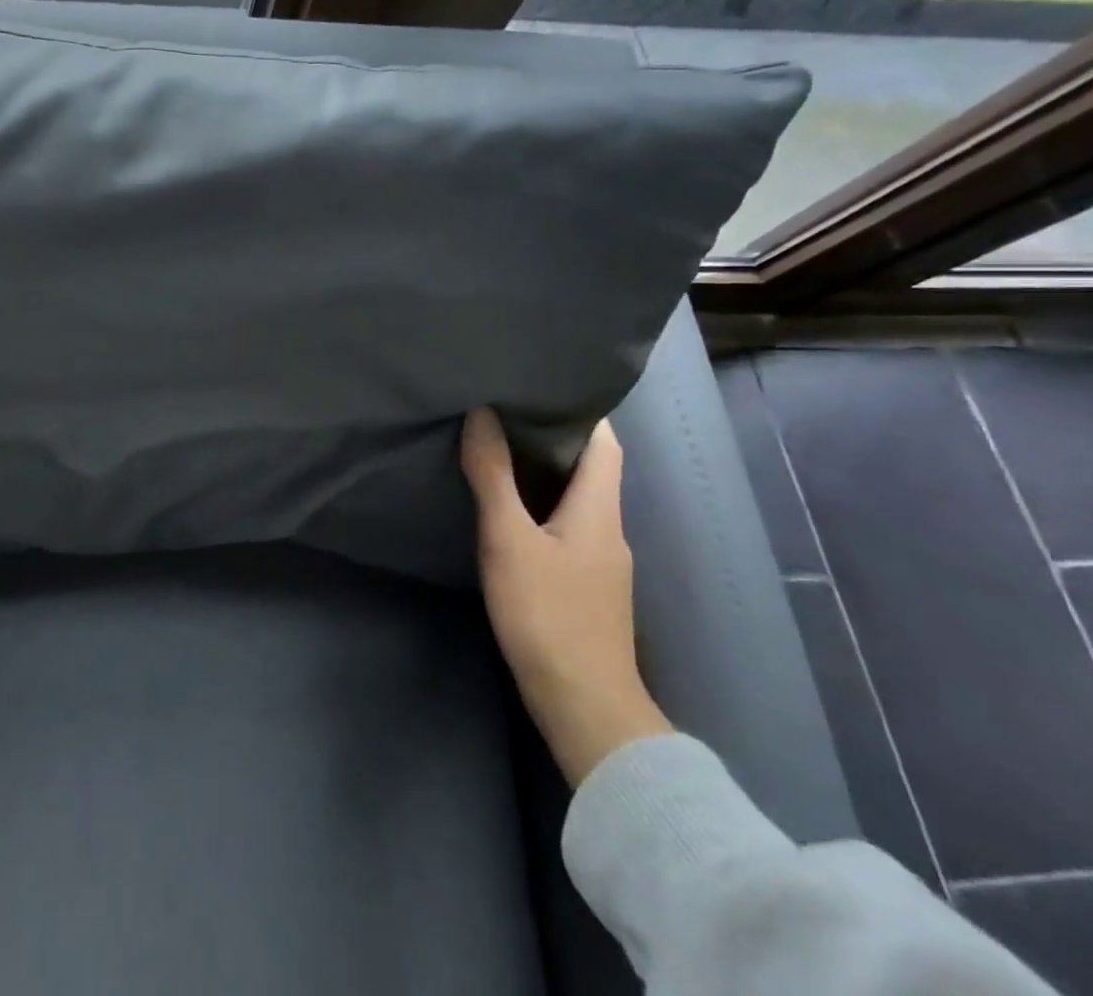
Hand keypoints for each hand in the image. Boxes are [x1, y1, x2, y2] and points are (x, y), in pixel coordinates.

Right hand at [462, 409, 670, 785]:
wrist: (584, 705)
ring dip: (545, 473)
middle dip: (553, 438)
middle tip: (504, 411)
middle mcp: (609, 528)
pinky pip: (568, 527)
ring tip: (498, 450)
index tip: (541, 387)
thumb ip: (493, 478)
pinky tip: (511, 512)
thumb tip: (482, 416)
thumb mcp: (509, 540)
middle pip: (591, 468)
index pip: (605, 443)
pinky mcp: (587, 587)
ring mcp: (601, 562)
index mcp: (599, 509)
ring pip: (577, 499)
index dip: (581, 411)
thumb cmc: (547, 613)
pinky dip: (542, 506)